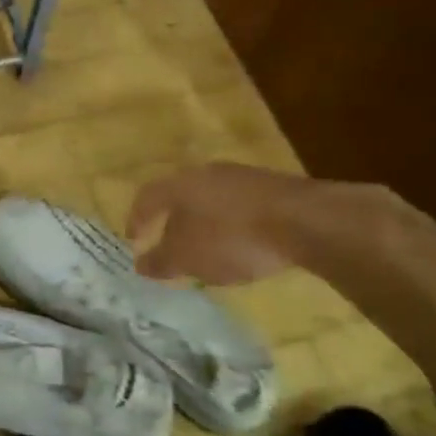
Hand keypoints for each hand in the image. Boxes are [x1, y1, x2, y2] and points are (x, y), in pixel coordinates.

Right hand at [126, 163, 324, 283]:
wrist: (303, 221)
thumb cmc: (231, 238)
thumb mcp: (187, 258)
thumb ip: (160, 261)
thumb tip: (140, 263)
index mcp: (178, 184)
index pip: (147, 197)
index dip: (137, 219)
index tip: (133, 240)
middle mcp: (206, 172)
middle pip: (180, 195)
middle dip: (173, 221)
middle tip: (170, 245)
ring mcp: (242, 177)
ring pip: (212, 200)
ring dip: (204, 223)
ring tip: (207, 250)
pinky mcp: (272, 189)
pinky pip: (239, 207)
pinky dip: (232, 225)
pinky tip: (241, 246)